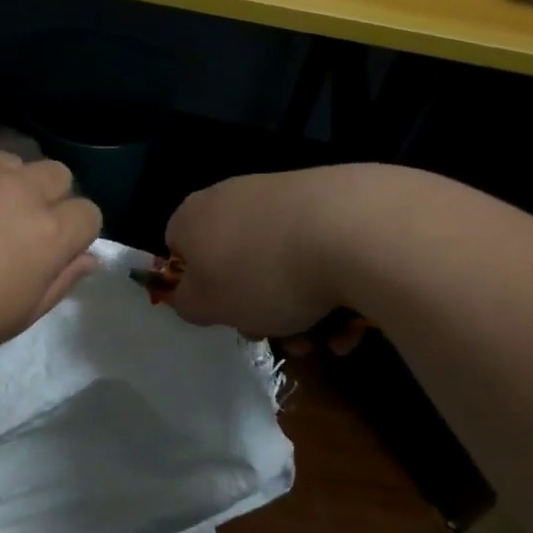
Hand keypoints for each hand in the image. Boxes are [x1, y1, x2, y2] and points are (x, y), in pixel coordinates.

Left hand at [0, 148, 101, 368]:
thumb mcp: (17, 316)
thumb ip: (61, 282)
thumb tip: (88, 258)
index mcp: (49, 231)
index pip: (89, 213)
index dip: (74, 233)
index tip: (51, 251)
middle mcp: (20, 188)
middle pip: (56, 175)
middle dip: (47, 198)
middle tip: (14, 228)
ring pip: (9, 160)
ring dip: (4, 182)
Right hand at [164, 167, 372, 337]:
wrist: (353, 230)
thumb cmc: (262, 273)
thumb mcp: (207, 304)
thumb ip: (188, 302)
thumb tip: (192, 293)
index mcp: (195, 215)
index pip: (179, 249)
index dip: (197, 287)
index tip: (222, 314)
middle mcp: (234, 197)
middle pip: (235, 262)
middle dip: (256, 307)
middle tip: (276, 335)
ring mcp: (285, 195)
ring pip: (281, 264)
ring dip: (298, 309)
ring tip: (323, 337)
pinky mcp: (333, 201)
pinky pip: (321, 254)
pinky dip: (331, 289)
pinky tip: (350, 319)